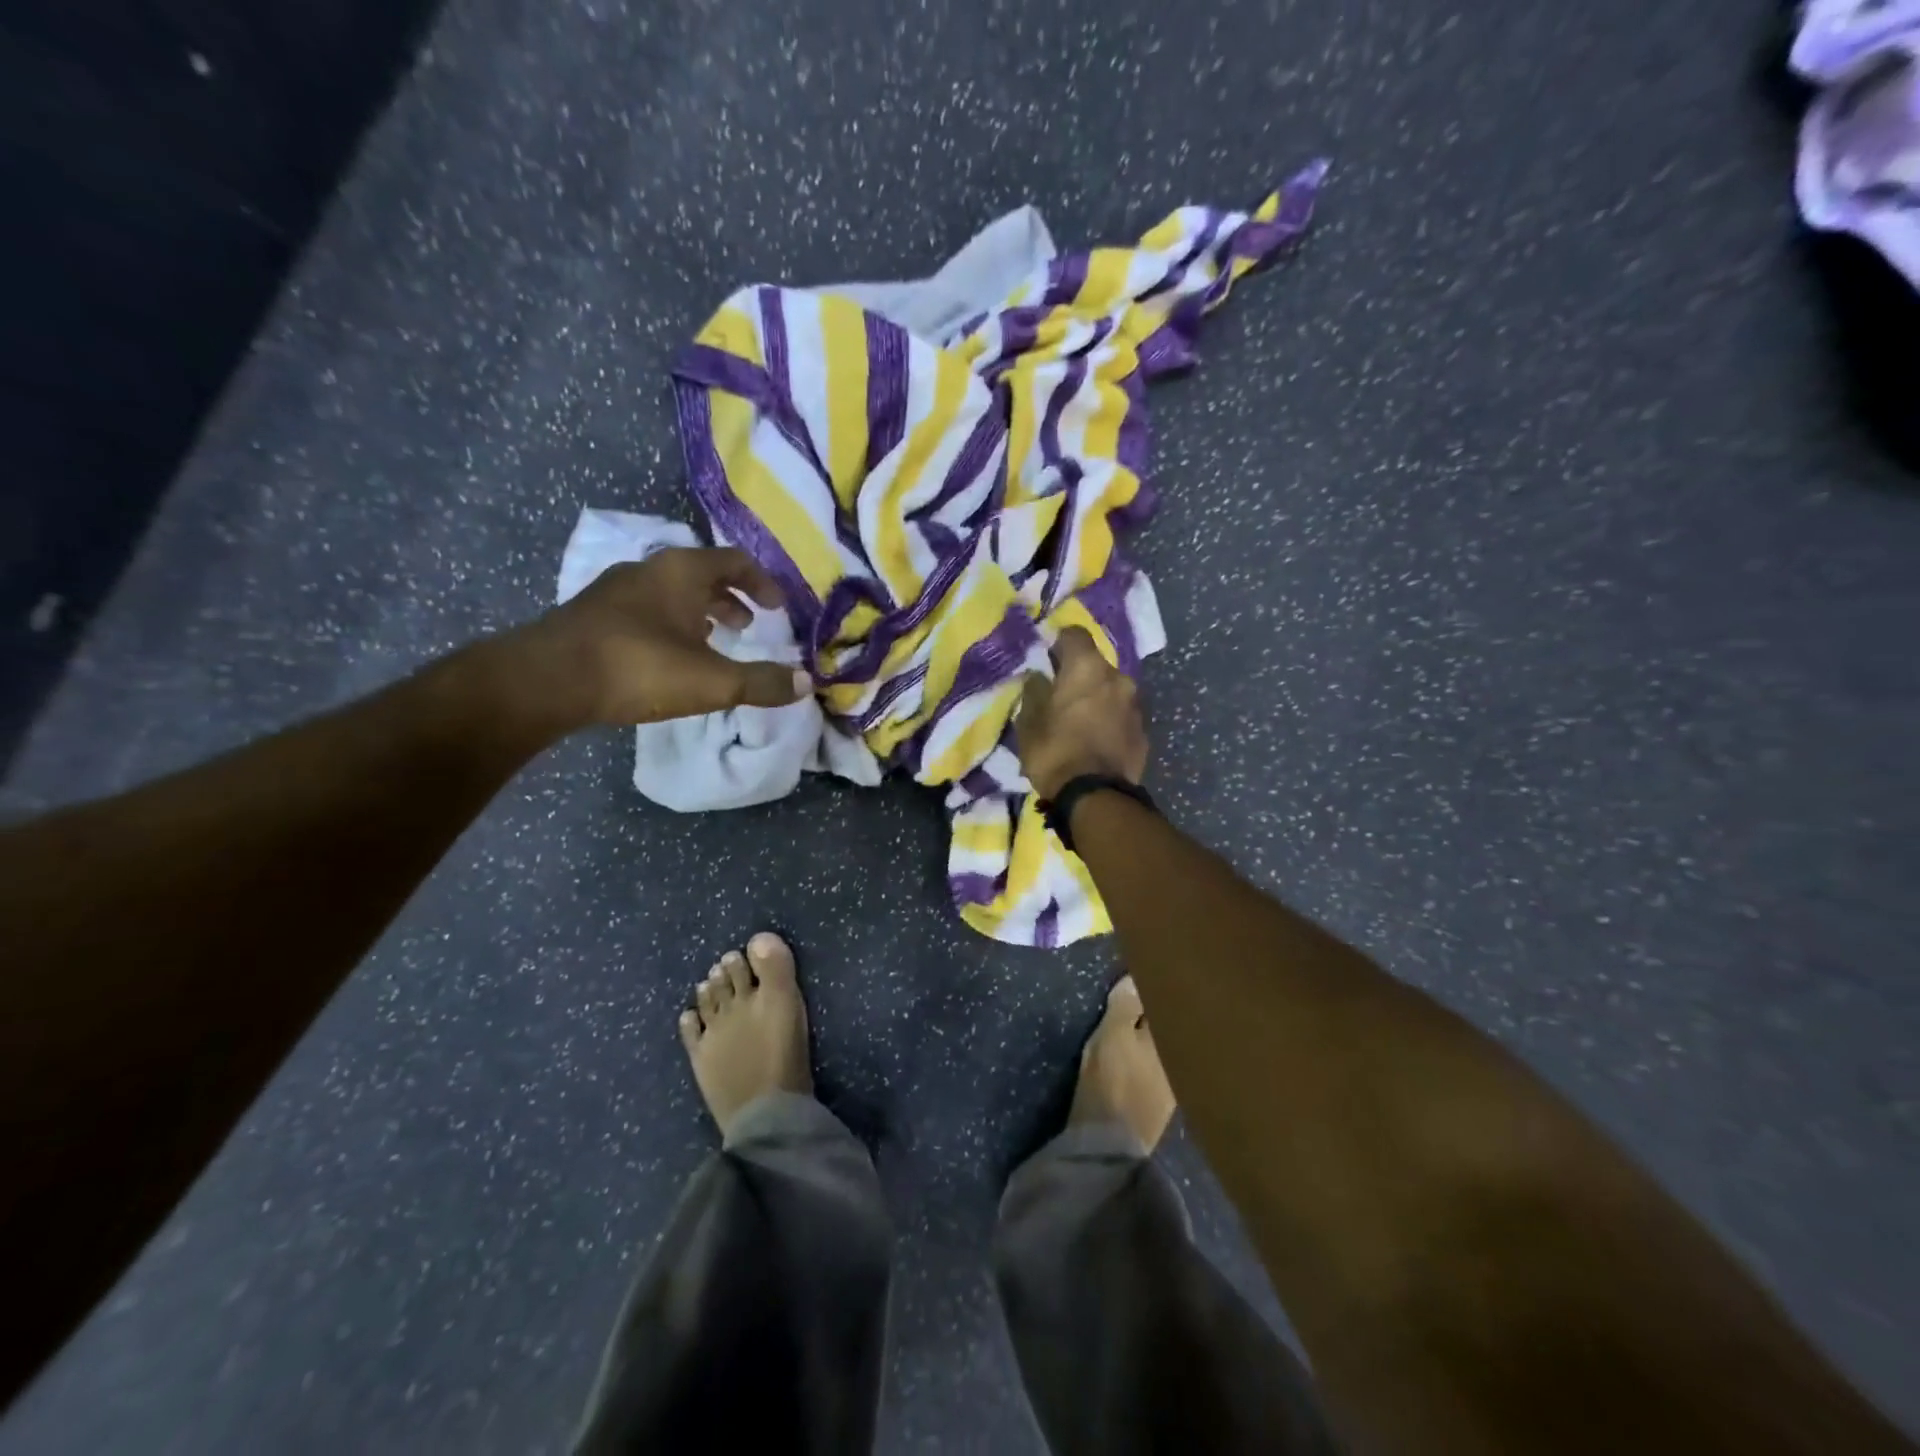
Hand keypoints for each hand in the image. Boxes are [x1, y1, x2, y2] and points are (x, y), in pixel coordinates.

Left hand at [506, 548, 810, 728]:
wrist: (546, 679)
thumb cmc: (639, 667)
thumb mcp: (713, 681)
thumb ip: (762, 682)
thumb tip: (806, 683)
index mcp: (683, 571)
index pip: (735, 560)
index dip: (763, 582)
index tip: (779, 606)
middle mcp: (650, 569)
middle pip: (702, 573)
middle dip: (731, 597)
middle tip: (750, 624)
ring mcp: (616, 589)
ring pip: (671, 591)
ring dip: (699, 611)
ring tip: (714, 639)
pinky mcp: (594, 613)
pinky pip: (646, 607)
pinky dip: (670, 622)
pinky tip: (669, 654)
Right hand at [1015, 627, 1148, 800]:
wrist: (1095, 796)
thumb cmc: (1055, 752)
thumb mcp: (1028, 722)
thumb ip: (1033, 692)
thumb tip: (1038, 677)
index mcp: (1087, 668)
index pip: (1074, 634)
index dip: (1058, 644)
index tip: (1047, 661)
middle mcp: (1118, 677)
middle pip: (1095, 665)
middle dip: (1079, 676)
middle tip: (1061, 698)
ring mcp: (1136, 705)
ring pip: (1111, 691)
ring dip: (1097, 699)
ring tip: (1080, 723)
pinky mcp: (1144, 731)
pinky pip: (1122, 716)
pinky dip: (1110, 721)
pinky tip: (1097, 741)